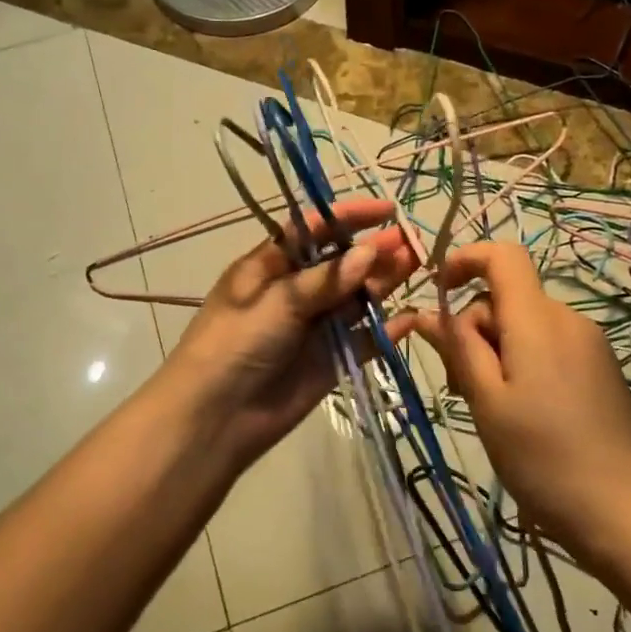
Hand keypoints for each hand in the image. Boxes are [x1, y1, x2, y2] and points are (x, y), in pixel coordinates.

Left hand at [161, 198, 418, 464]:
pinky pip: (363, 341)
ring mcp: (314, 327)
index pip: (313, 231)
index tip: (386, 211)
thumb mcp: (275, 302)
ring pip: (356, 299)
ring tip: (416, 267)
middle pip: (341, 264)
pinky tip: (409, 318)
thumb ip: (324, 280)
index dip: (348, 217)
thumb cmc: (234, 345)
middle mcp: (295, 292)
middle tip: (412, 243)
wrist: (214, 420)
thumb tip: (370, 251)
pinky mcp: (330, 361)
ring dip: (383, 282)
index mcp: (270, 267)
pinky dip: (385, 331)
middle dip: (374, 251)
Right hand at [412, 241, 630, 561]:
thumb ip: (459, 349)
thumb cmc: (542, 456)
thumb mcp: (487, 401)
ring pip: (526, 325)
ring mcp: (589, 344)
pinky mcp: (600, 368)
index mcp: (538, 320)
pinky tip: (523, 411)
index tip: (439, 291)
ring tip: (490, 406)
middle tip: (459, 385)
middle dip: (474, 328)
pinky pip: (550, 345)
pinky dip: (524, 362)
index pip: (503, 256)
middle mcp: (567, 319)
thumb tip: (431, 313)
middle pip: (508, 297)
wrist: (624, 510)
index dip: (465, 260)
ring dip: (497, 350)